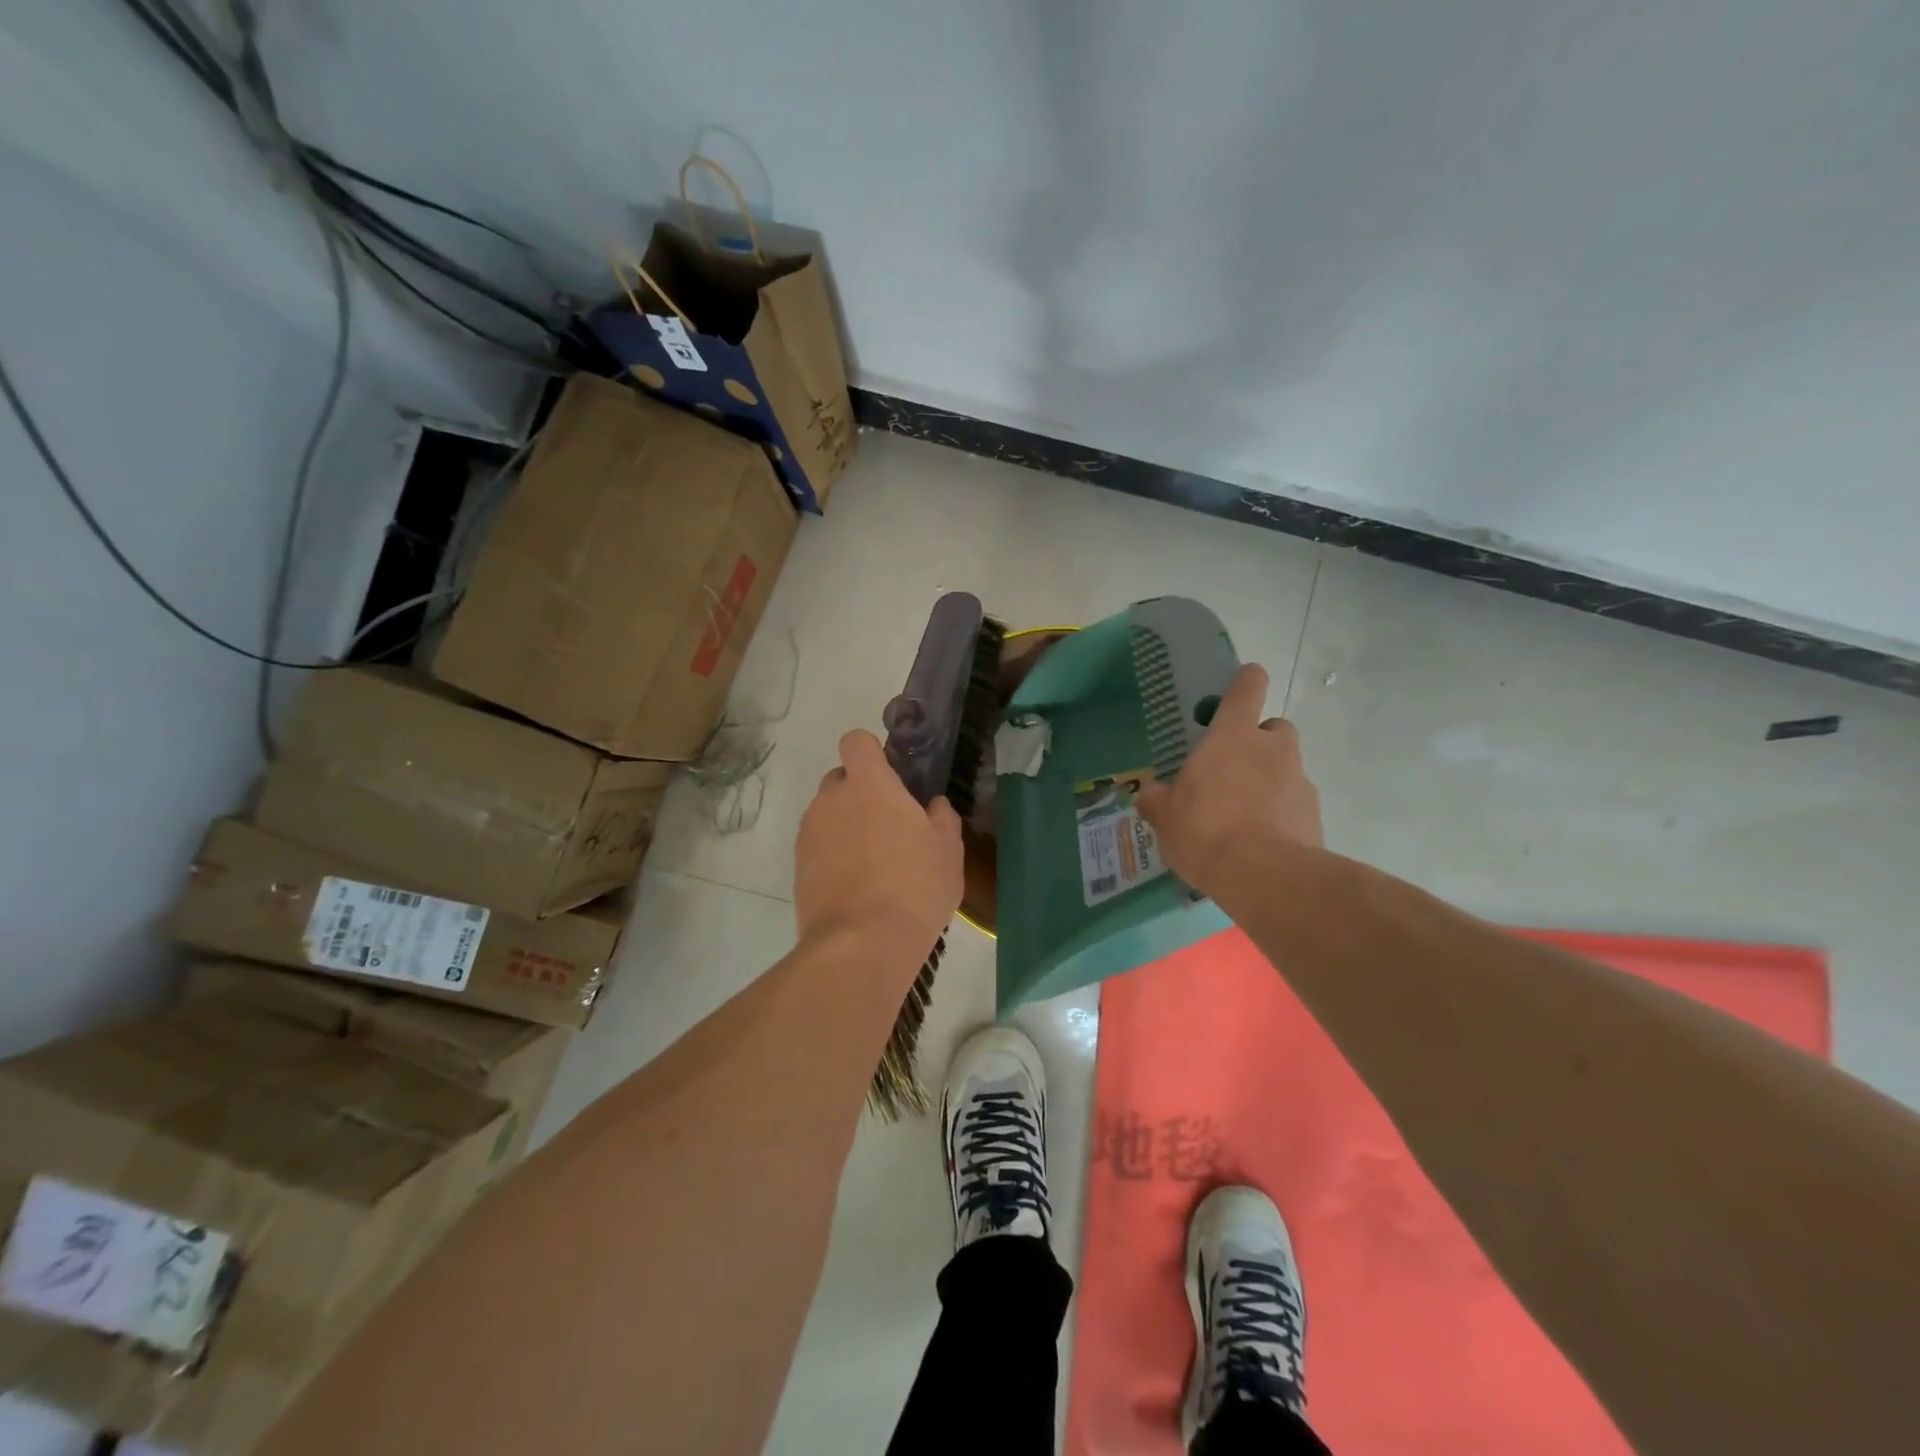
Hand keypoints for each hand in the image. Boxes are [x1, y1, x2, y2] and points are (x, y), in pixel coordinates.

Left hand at [795, 730, 963, 968]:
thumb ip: (942, 818)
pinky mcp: (797, 867)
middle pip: (841, 778)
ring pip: (828, 814)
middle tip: (889, 826)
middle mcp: (831, 799)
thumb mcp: (948, 851)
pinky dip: (833, 855)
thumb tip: (934, 806)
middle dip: (860, 793)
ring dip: (846, 826)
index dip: (872, 753)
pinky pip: (817, 846)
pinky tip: (856, 886)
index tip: (891, 778)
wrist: (861, 944)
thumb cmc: (914, 887)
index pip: (856, 741)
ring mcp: (809, 833)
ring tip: (873, 864)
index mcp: (868, 785)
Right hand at [1137, 664, 1323, 897]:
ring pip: (1285, 768)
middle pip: (1272, 729)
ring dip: (1268, 781)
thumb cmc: (1206, 829)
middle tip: (1231, 771)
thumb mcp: (1166, 816)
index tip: (1244, 682)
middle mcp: (1272, 748)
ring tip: (1242, 816)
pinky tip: (1260, 841)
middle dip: (1257, 743)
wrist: (1266, 876)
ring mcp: (1300, 780)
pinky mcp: (1314, 814)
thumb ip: (1158, 799)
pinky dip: (1280, 814)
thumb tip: (1151, 794)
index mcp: (1233, 736)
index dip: (1246, 681)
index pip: (1247, 689)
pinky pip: (1294, 803)